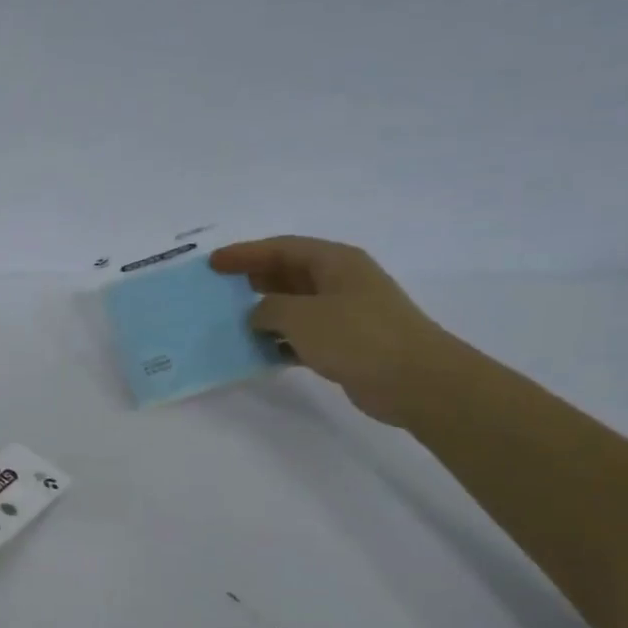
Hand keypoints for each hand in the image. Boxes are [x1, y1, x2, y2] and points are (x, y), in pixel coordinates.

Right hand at [210, 236, 458, 425]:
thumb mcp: (302, 316)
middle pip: (287, 273)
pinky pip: (302, 336)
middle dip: (252, 280)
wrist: (414, 380)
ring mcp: (344, 314)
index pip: (281, 248)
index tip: (213, 263)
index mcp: (334, 262)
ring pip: (294, 306)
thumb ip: (269, 309)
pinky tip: (258, 353)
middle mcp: (340, 282)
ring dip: (263, 314)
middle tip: (217, 290)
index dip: (245, 253)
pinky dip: (279, 341)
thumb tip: (257, 315)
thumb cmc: (357, 336)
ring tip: (230, 323)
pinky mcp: (345, 344)